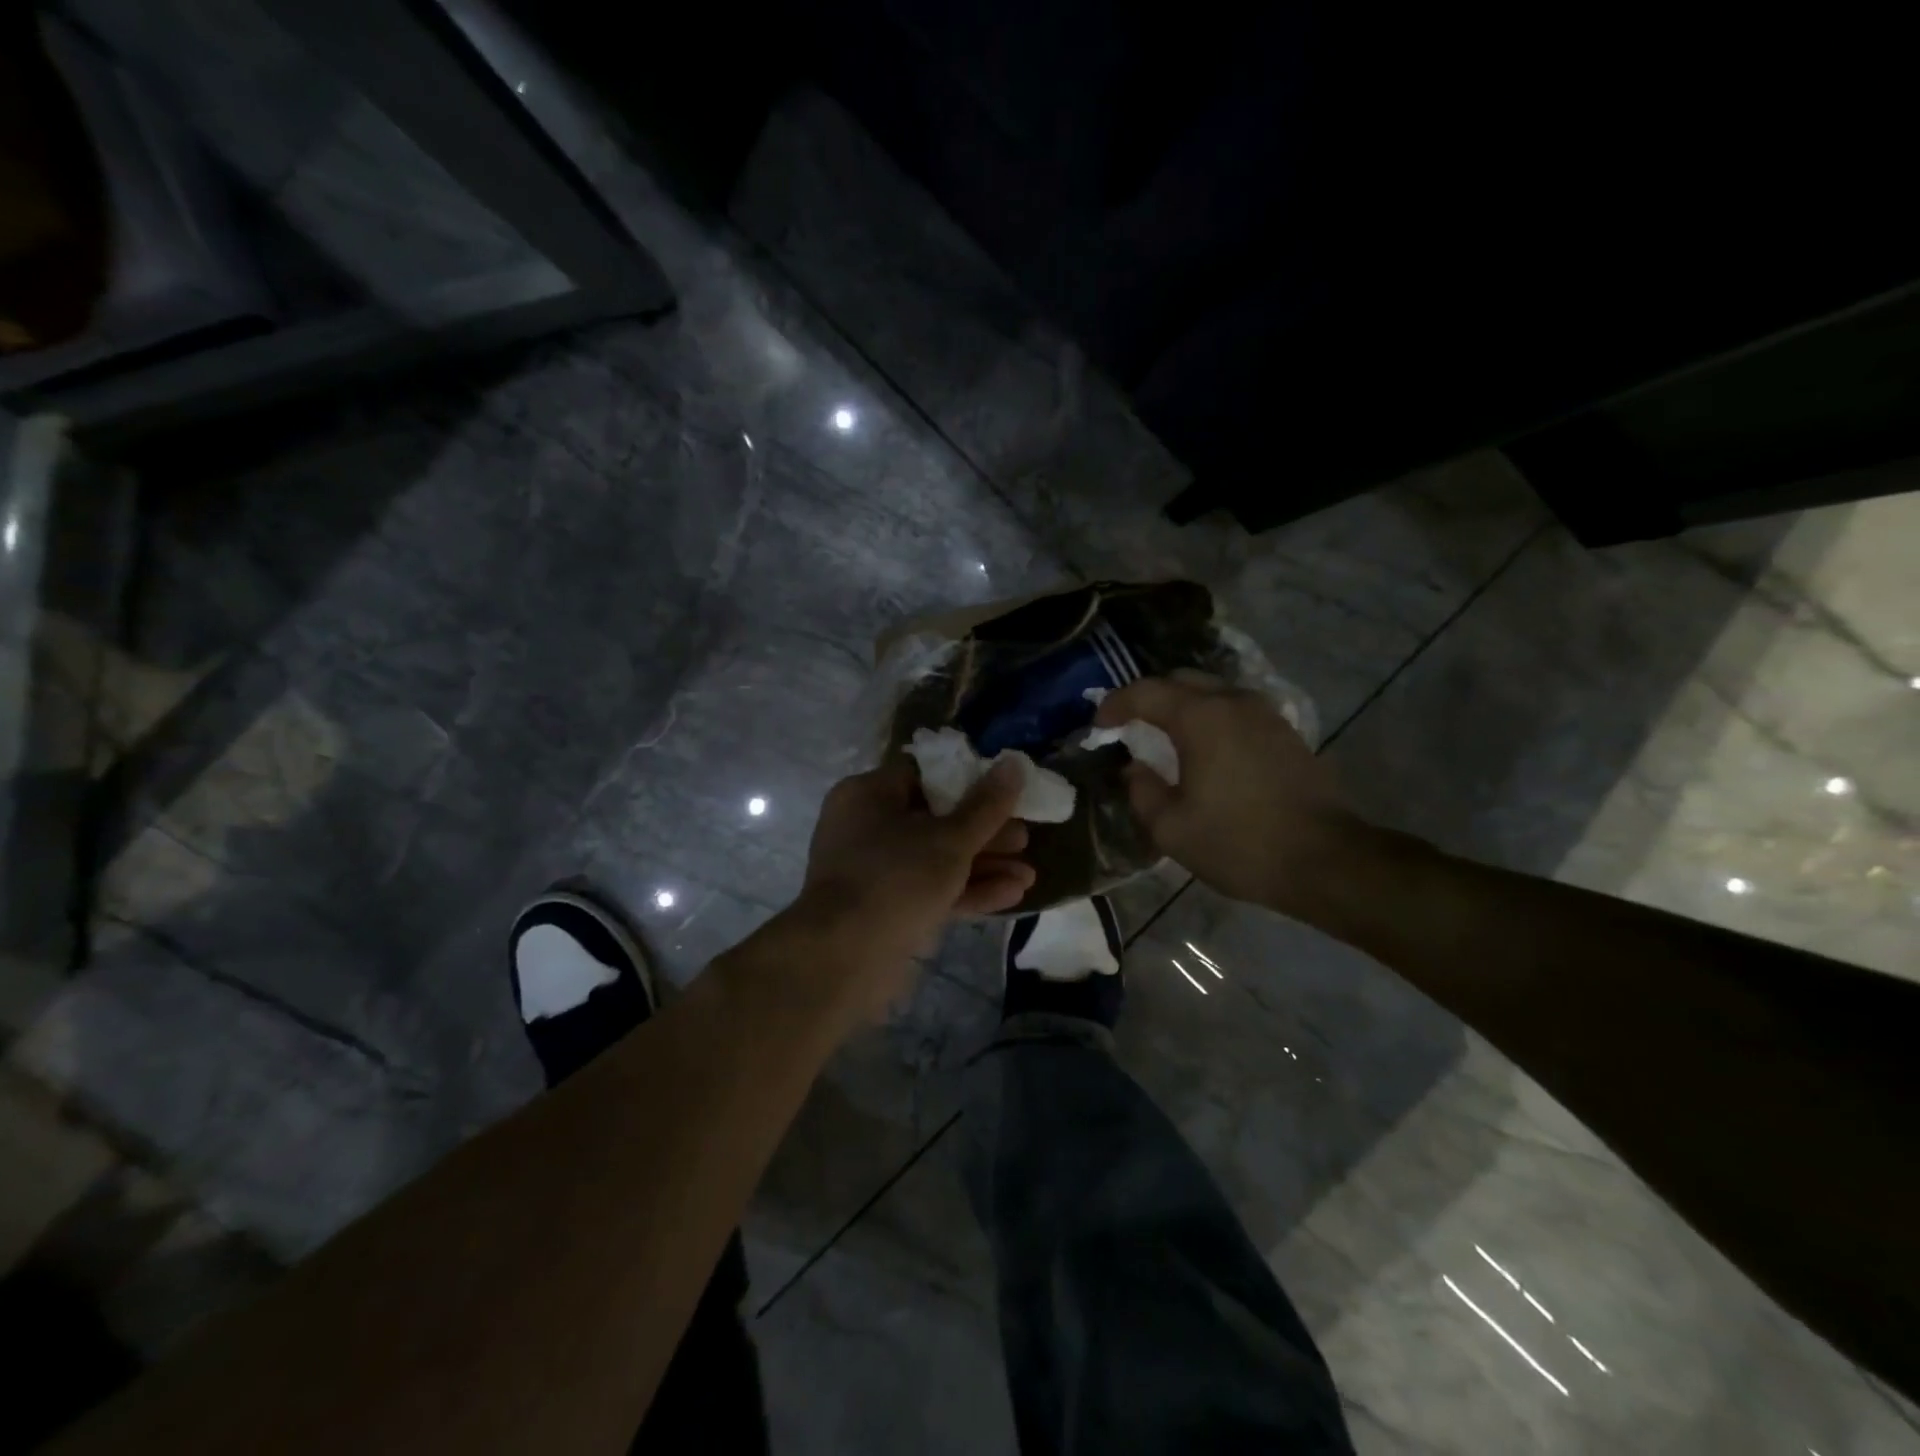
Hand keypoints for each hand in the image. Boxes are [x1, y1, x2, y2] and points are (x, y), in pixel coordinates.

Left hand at [780, 757, 1034, 1023]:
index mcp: (869, 794)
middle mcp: (866, 826)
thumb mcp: (950, 839)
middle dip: (984, 832)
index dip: (968, 781)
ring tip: (1029, 874)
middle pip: (935, 819)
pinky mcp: (884, 909)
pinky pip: (928, 890)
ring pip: (935, 859)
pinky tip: (1012, 896)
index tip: (1004, 792)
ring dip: (982, 865)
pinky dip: (965, 890)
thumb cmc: (896, 879)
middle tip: (1024, 839)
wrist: (843, 960)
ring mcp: (874, 871)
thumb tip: (1015, 762)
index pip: (923, 774)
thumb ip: (987, 805)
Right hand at [1096, 675, 1368, 915]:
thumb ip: (1142, 791)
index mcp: (1201, 718)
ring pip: (1212, 692)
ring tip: (1165, 737)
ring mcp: (1265, 714)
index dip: (1115, 705)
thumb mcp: (1171, 828)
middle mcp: (1233, 702)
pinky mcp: (1285, 732)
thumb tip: (1135, 768)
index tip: (1098, 726)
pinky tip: (1205, 749)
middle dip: (1149, 698)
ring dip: (1182, 706)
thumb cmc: (1240, 844)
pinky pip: (1236, 710)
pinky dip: (1211, 718)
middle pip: (1181, 681)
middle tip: (1129, 726)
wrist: (1325, 860)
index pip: (1145, 693)